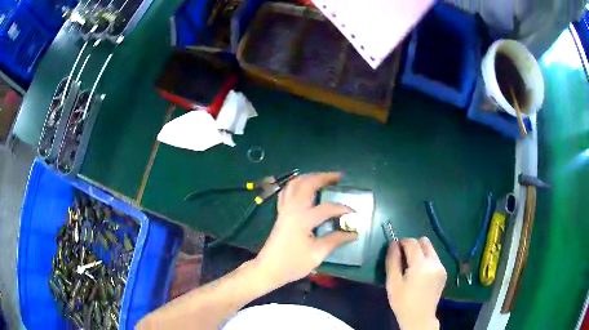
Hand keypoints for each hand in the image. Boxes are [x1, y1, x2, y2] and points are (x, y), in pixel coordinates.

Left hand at [253, 172, 356, 286]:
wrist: (268, 269)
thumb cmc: (292, 263)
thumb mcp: (317, 254)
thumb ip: (335, 240)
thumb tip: (353, 233)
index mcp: (302, 219)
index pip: (327, 208)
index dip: (343, 209)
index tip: (355, 214)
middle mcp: (292, 209)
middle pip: (307, 184)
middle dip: (324, 177)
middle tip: (338, 177)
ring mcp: (284, 210)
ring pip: (294, 184)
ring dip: (309, 177)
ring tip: (323, 178)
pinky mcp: (280, 213)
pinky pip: (287, 191)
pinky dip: (297, 185)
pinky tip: (304, 188)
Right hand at [386, 237, 446, 329]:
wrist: (419, 317)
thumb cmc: (403, 302)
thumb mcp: (393, 283)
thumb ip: (392, 261)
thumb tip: (393, 243)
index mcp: (421, 265)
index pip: (412, 242)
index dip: (402, 242)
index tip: (395, 250)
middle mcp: (434, 262)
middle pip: (424, 241)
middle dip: (413, 245)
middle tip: (404, 258)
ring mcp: (441, 267)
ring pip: (431, 249)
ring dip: (420, 252)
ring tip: (412, 268)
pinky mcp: (444, 272)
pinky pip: (434, 258)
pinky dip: (426, 260)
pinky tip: (420, 274)